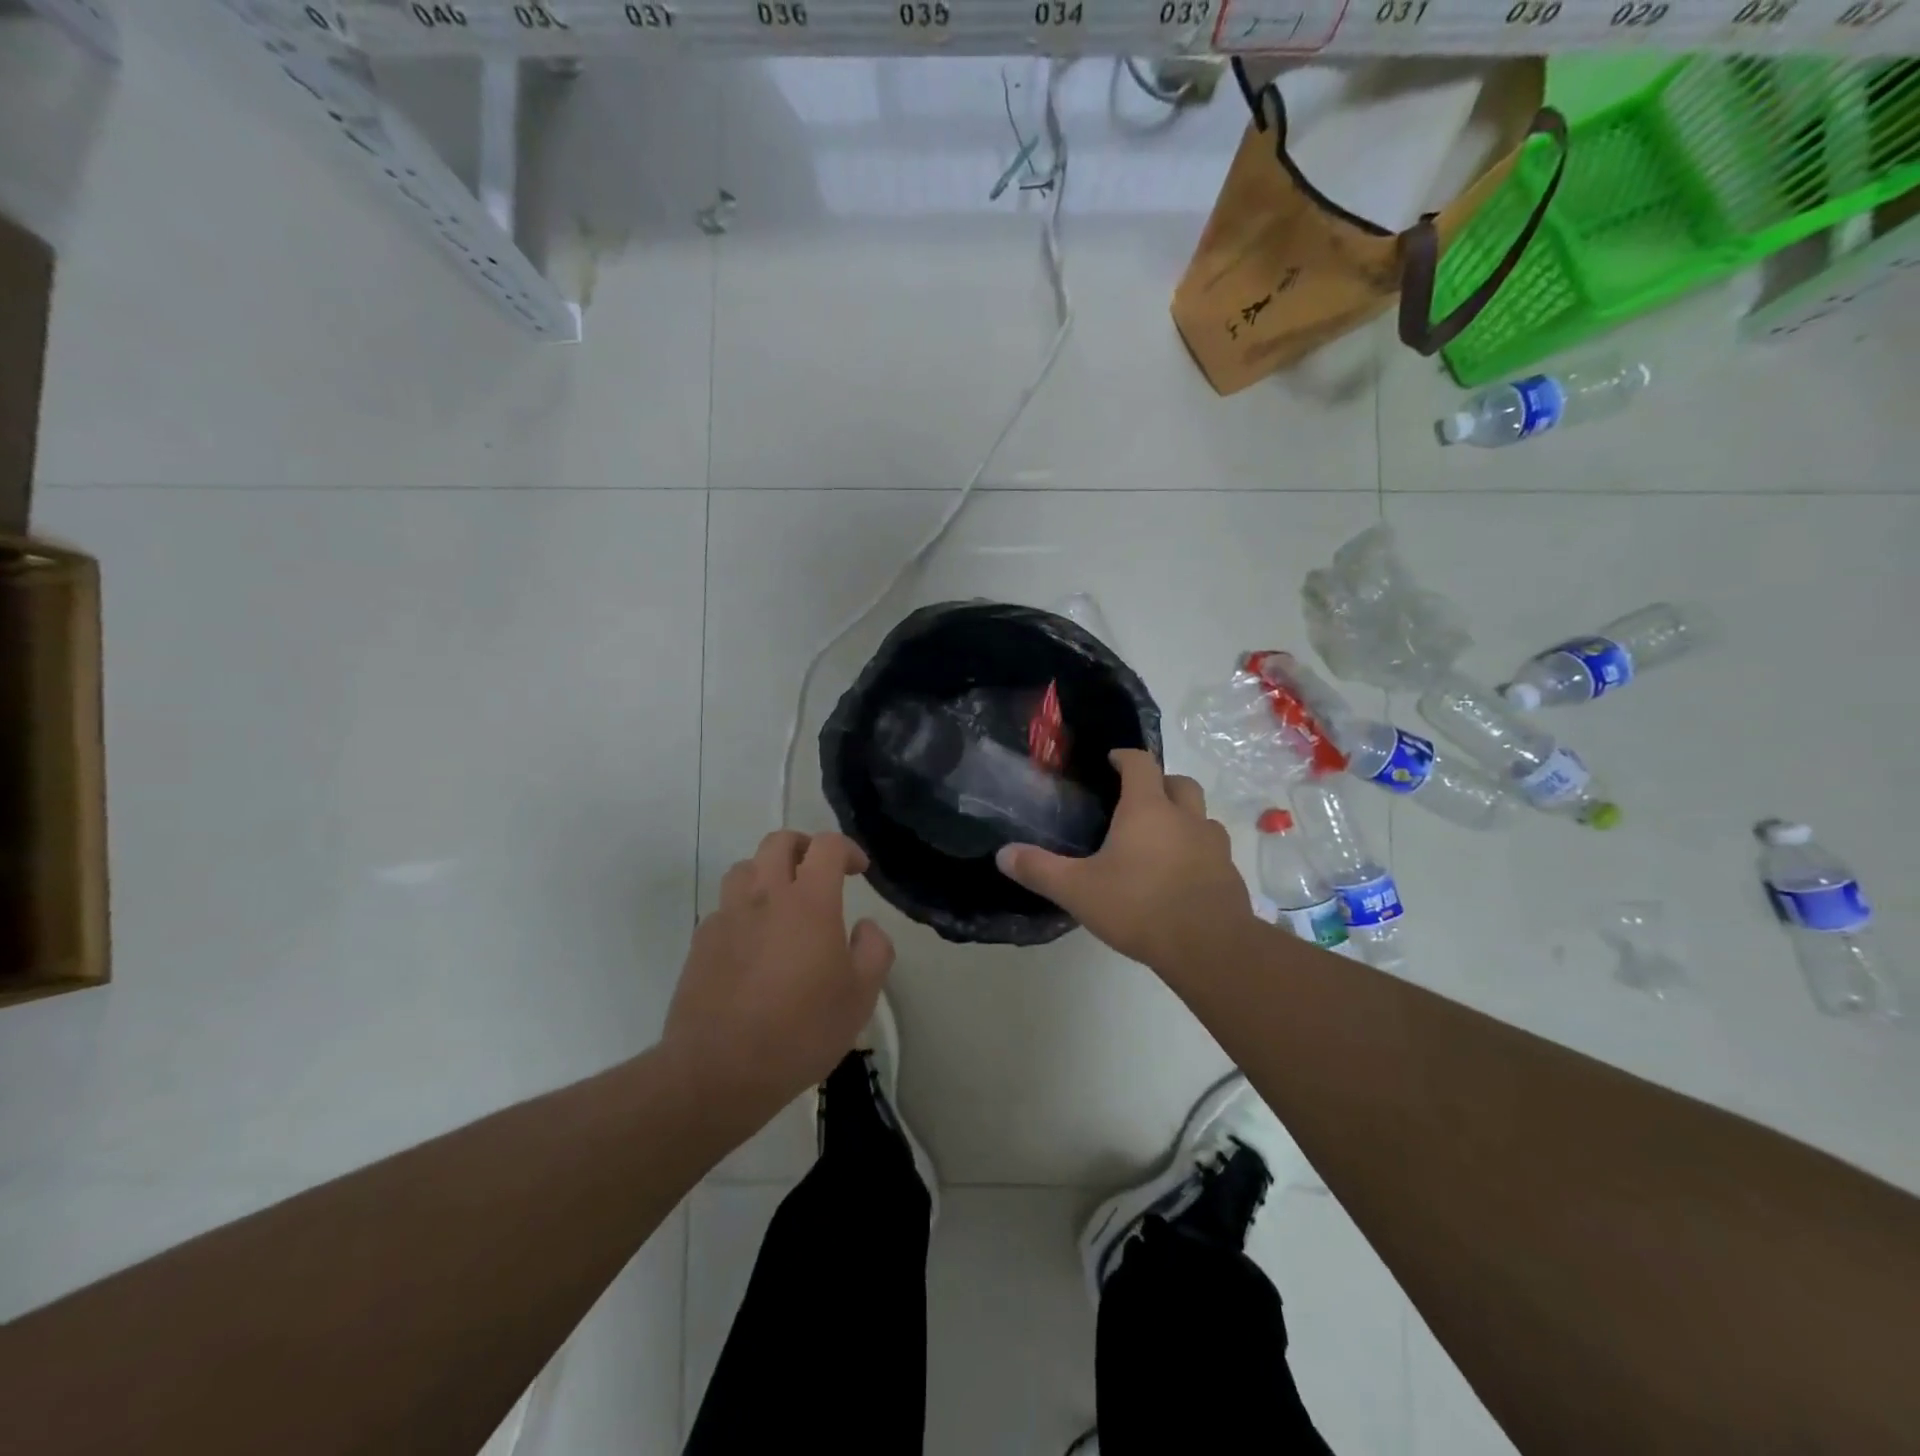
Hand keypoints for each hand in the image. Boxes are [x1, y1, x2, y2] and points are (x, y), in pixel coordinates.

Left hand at [663, 831, 893, 1121]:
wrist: (719, 1071)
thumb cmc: (801, 1031)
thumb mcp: (861, 997)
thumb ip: (874, 950)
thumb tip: (864, 927)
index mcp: (809, 902)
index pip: (827, 846)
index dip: (848, 849)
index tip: (859, 870)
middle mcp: (765, 896)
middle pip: (778, 842)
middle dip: (804, 847)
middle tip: (819, 872)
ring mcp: (727, 916)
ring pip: (745, 868)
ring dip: (768, 872)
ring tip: (783, 902)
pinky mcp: (701, 942)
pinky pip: (725, 907)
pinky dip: (744, 909)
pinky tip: (754, 944)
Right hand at [996, 750, 1256, 977]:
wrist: (1209, 947)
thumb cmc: (1139, 907)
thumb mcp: (1078, 890)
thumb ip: (1039, 870)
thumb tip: (1002, 854)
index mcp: (1148, 809)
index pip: (1140, 763)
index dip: (1125, 756)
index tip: (1112, 760)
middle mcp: (1185, 817)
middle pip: (1180, 782)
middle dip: (1160, 783)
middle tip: (1138, 800)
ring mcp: (1213, 845)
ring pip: (1201, 816)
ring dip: (1183, 817)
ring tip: (1160, 840)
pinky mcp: (1229, 873)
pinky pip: (1213, 850)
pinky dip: (1197, 852)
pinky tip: (1180, 876)